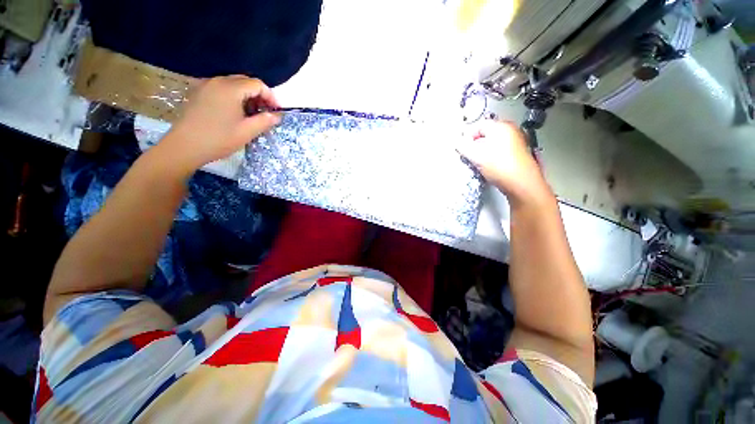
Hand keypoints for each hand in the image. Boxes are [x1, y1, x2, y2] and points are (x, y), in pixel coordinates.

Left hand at [157, 75, 280, 174]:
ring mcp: (206, 85)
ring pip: (233, 84)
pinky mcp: (199, 92)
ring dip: (247, 96)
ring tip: (252, 113)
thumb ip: (265, 121)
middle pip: (245, 81)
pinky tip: (235, 111)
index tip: (277, 111)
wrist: (184, 146)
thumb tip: (277, 116)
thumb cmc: (219, 139)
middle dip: (259, 95)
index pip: (257, 84)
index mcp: (230, 89)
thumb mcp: (247, 132)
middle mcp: (217, 81)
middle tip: (266, 112)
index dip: (270, 96)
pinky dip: (234, 96)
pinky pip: (222, 88)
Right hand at [458, 120, 553, 207]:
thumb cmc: (500, 167)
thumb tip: (457, 142)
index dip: (467, 136)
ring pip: (493, 142)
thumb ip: (463, 147)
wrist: (522, 184)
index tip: (461, 147)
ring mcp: (516, 141)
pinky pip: (500, 149)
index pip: (478, 125)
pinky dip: (492, 155)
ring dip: (482, 150)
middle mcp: (510, 130)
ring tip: (479, 162)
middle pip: (486, 133)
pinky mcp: (518, 153)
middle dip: (475, 143)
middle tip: (469, 155)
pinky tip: (489, 166)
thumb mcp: (476, 156)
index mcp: (501, 126)